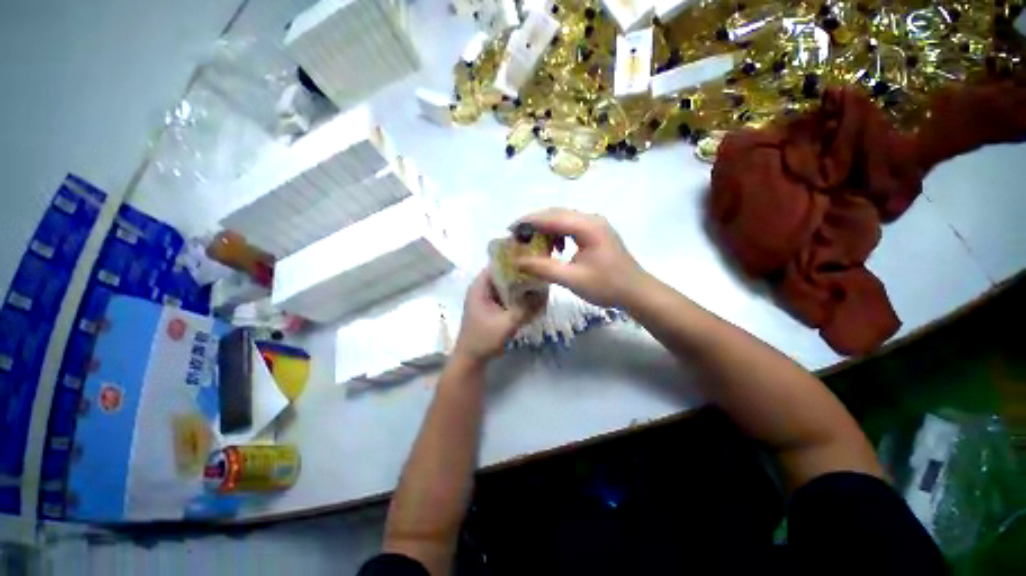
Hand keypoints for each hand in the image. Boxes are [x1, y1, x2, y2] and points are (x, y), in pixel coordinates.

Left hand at [453, 269, 539, 363]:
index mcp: (480, 286)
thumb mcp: (507, 323)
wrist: (470, 359)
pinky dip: (517, 296)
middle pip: (504, 274)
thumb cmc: (484, 339)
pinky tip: (532, 299)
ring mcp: (486, 297)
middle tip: (541, 274)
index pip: (498, 264)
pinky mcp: (491, 307)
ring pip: (507, 285)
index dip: (515, 261)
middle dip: (522, 274)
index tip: (534, 261)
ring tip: (540, 285)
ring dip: (521, 286)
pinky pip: (506, 296)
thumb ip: (526, 308)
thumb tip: (545, 293)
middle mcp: (482, 288)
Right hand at [514, 208, 647, 307]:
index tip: (509, 230)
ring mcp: (595, 224)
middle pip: (556, 214)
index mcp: (587, 227)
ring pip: (563, 219)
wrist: (637, 292)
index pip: (551, 217)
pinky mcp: (597, 232)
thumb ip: (544, 268)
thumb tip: (517, 262)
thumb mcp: (572, 279)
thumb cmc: (607, 286)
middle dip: (535, 224)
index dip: (528, 222)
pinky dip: (558, 235)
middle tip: (517, 237)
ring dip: (546, 230)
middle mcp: (591, 219)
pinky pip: (571, 227)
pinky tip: (556, 249)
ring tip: (535, 245)